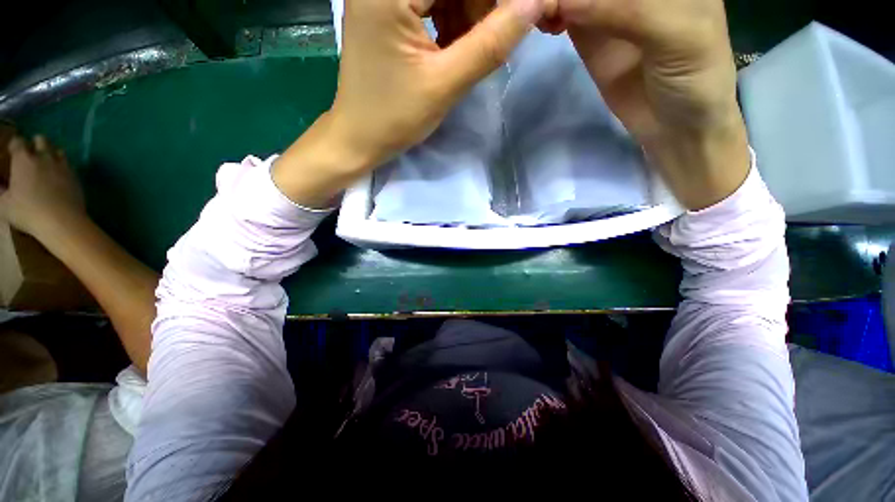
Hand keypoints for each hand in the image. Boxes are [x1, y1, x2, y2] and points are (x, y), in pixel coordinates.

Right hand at [0, 136, 85, 238]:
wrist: (63, 221)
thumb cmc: (28, 212)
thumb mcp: (4, 204)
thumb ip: (0, 190)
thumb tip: (0, 185)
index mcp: (23, 159)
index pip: (18, 141)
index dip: (15, 145)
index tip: (12, 152)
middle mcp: (44, 157)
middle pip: (41, 140)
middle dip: (35, 144)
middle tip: (30, 155)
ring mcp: (62, 166)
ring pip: (57, 150)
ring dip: (51, 153)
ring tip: (45, 163)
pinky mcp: (75, 176)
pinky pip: (69, 164)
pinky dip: (62, 165)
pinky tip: (59, 174)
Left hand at [273, 0, 549, 207]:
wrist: (360, 137)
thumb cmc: (395, 118)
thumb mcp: (445, 84)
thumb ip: (490, 44)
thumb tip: (534, 5)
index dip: (494, 1)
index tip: (516, 17)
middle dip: (480, 7)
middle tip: (496, 37)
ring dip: (468, 15)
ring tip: (469, 51)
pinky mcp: (386, 9)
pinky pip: (431, 2)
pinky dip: (451, 20)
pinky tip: (453, 47)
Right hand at [554, 0, 750, 208]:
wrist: (675, 124)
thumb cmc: (695, 76)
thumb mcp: (676, 34)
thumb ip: (625, 10)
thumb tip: (563, 1)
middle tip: (539, 4)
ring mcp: (609, 6)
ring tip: (540, 14)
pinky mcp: (590, 33)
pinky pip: (564, 12)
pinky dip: (549, 12)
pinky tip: (544, 24)